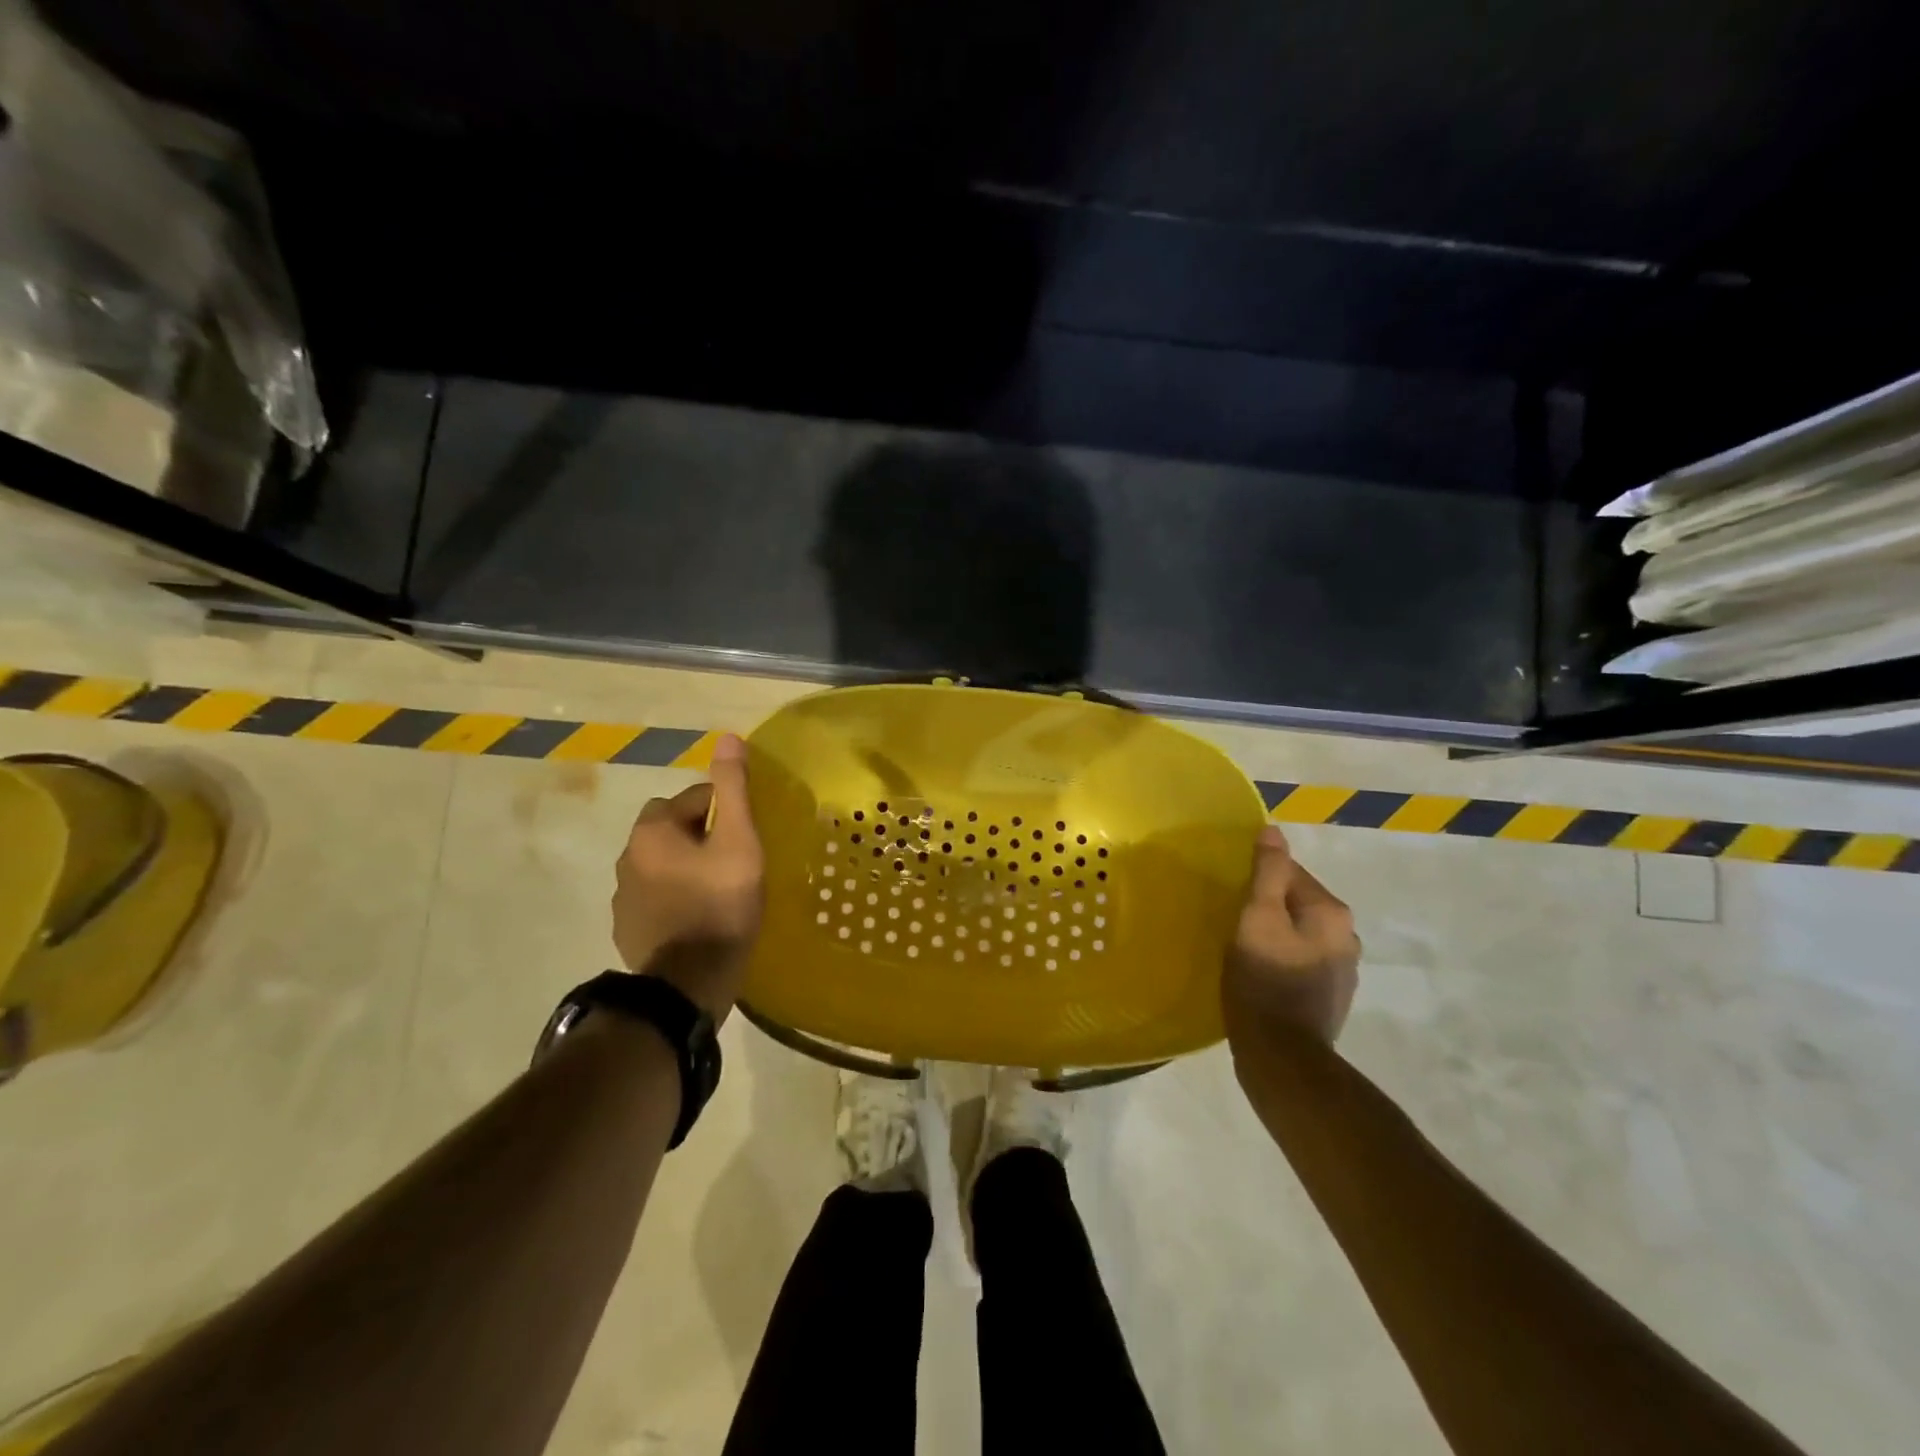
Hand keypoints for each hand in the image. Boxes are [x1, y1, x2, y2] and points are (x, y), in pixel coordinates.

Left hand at [611, 734, 763, 1018]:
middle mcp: (627, 856)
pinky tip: (699, 916)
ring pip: (663, 863)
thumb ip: (733, 789)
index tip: (747, 835)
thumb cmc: (720, 905)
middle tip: (735, 859)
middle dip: (701, 835)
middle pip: (673, 829)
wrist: (687, 985)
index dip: (725, 811)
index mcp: (651, 831)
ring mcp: (623, 896)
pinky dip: (675, 896)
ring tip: (720, 889)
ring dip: (686, 866)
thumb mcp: (738, 841)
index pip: (694, 798)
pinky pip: (656, 896)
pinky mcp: (628, 928)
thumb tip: (728, 737)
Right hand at [1222, 825, 1359, 1044]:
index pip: (1290, 872)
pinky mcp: (1330, 996)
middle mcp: (1347, 936)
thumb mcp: (1257, 918)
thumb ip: (1268, 873)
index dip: (1255, 878)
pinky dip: (1281, 958)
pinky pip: (1300, 960)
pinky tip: (1259, 973)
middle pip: (1296, 902)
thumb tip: (1273, 832)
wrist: (1282, 1059)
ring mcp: (1342, 970)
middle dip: (1266, 904)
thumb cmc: (1264, 982)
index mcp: (1332, 913)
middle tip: (1230, 918)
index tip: (1230, 892)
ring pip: (1298, 932)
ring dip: (1274, 932)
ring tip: (1241, 946)